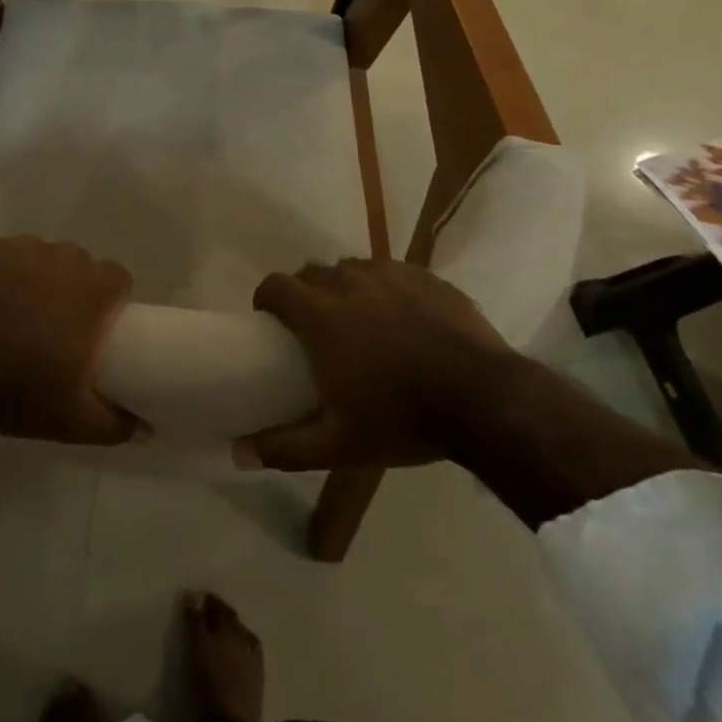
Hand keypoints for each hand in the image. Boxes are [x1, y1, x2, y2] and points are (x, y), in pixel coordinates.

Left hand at [0, 236, 143, 446]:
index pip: (118, 280)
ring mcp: (21, 247)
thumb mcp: (73, 420)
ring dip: (34, 279)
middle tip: (52, 327)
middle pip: (78, 266)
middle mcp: (64, 256)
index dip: (110, 302)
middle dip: (70, 290)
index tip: (94, 328)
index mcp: (94, 288)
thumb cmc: (19, 386)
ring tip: (12, 315)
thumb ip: (115, 423)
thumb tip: (145, 429)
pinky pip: (1, 257)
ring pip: (39, 258)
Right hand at [237, 257, 513, 470]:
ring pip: (351, 270)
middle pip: (311, 274)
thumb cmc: (402, 417)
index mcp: (319, 313)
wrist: (484, 398)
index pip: (275, 286)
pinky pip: (389, 273)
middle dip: (305, 295)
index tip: (271, 322)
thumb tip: (237, 451)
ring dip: (345, 290)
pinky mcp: (422, 274)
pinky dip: (384, 290)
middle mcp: (346, 281)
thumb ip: (285, 446)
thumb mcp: (339, 444)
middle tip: (316, 330)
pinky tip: (402, 319)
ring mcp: (387, 272)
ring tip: (361, 323)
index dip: (267, 300)